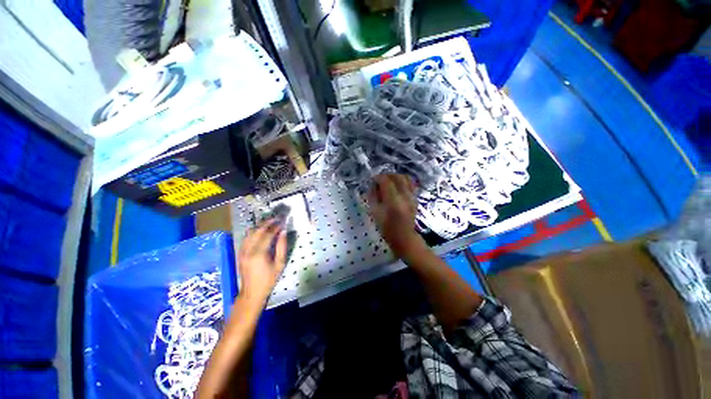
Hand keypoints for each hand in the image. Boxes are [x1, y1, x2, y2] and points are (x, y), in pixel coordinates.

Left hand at [237, 219, 286, 304]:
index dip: (276, 226)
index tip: (283, 221)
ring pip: (249, 233)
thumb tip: (283, 232)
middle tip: (276, 219)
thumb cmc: (268, 280)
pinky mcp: (240, 253)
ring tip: (269, 223)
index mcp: (259, 253)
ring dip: (259, 226)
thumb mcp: (279, 264)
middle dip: (267, 223)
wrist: (251, 293)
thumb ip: (282, 246)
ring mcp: (242, 251)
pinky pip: (246, 238)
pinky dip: (253, 232)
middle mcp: (248, 250)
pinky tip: (260, 231)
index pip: (268, 234)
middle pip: (257, 231)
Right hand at [367, 174, 425, 257]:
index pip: (386, 182)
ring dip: (395, 176)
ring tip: (388, 182)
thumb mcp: (375, 213)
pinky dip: (402, 181)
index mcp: (393, 202)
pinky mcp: (415, 198)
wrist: (404, 237)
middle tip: (379, 180)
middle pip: (397, 177)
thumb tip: (373, 185)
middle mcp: (405, 196)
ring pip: (405, 178)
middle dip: (387, 175)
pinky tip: (396, 186)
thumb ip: (373, 197)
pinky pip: (410, 183)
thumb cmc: (387, 228)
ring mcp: (412, 197)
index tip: (372, 180)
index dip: (378, 178)